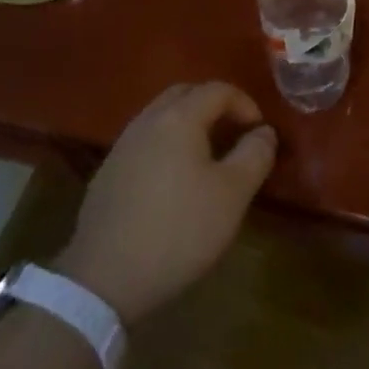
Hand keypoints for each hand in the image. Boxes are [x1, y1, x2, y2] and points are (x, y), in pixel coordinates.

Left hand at [55, 82, 276, 323]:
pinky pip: (144, 142)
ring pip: (161, 116)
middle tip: (233, 132)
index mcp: (179, 118)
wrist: (104, 279)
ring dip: (187, 124)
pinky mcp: (107, 173)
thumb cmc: (179, 230)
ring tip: (206, 156)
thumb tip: (264, 131)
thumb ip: (255, 155)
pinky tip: (172, 180)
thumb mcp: (232, 195)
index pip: (217, 90)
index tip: (259, 131)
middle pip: (184, 94)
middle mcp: (147, 121)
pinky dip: (165, 145)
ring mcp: (122, 146)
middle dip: (213, 105)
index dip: (244, 103)